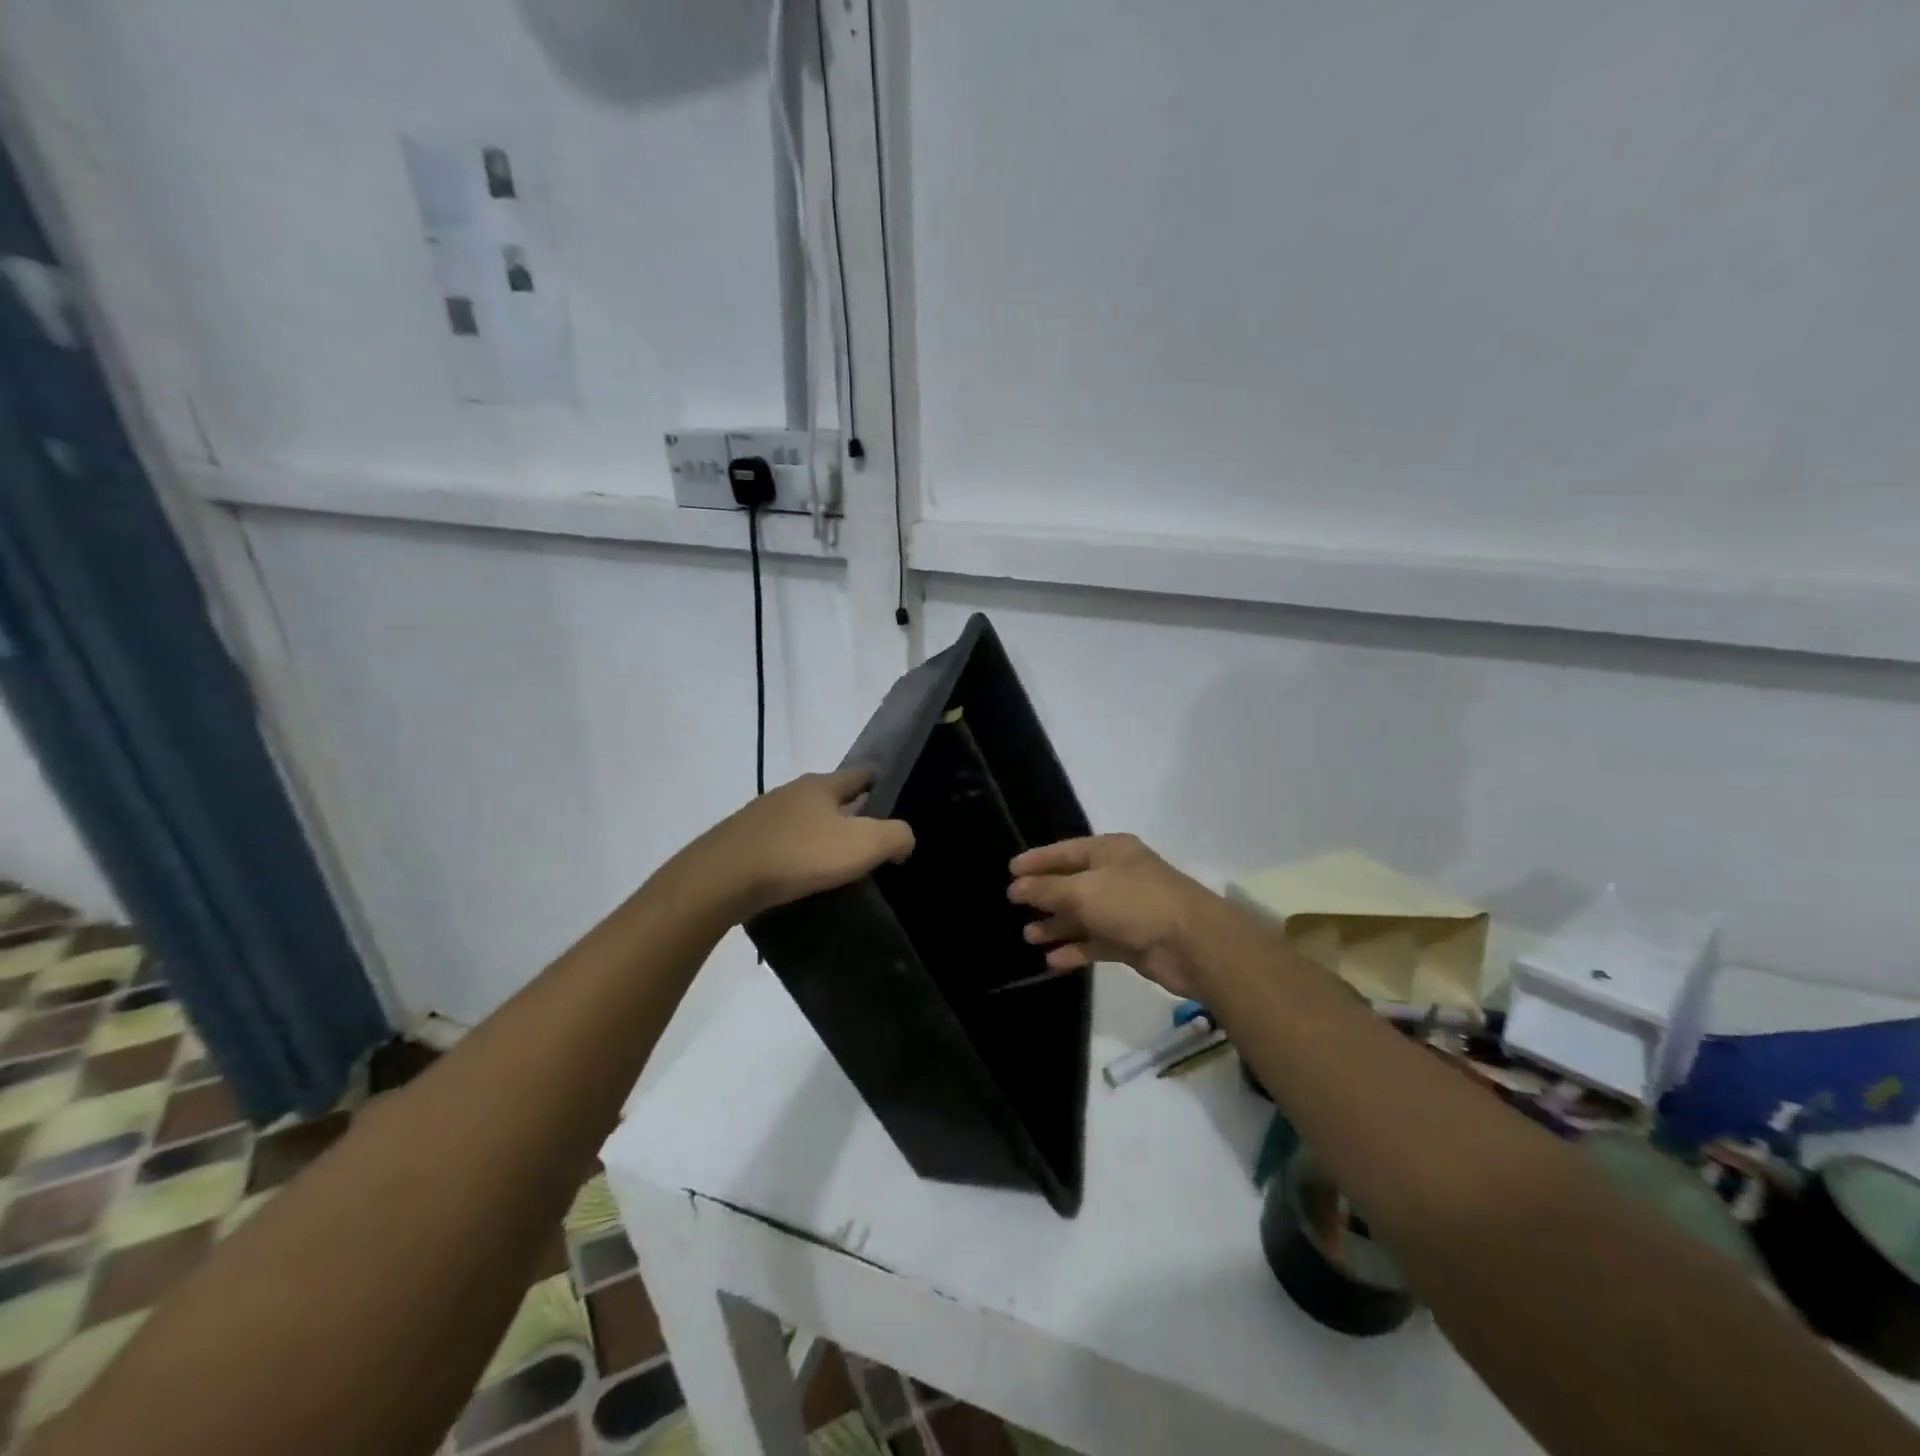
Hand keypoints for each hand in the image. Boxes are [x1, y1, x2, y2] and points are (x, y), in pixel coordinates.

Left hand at [683, 768, 913, 921]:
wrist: (723, 878)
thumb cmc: (800, 854)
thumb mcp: (863, 844)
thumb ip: (895, 836)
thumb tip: (904, 840)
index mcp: (822, 785)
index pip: (860, 774)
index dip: (879, 783)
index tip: (894, 800)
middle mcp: (791, 791)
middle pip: (830, 797)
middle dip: (849, 813)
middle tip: (869, 840)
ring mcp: (763, 816)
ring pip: (803, 821)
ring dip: (819, 836)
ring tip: (835, 863)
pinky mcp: (743, 842)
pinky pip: (780, 844)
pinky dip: (795, 855)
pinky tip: (800, 876)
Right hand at [1008, 834, 1224, 997]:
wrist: (1193, 944)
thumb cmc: (1134, 903)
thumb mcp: (1083, 891)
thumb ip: (1047, 889)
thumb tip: (1016, 886)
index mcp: (1109, 851)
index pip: (1065, 851)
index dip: (1037, 860)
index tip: (1009, 871)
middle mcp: (1117, 876)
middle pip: (1072, 883)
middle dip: (1044, 896)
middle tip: (1014, 906)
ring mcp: (1126, 909)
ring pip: (1083, 915)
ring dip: (1057, 925)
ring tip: (1028, 936)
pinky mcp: (1132, 940)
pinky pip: (1096, 942)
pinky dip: (1075, 949)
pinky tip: (1052, 961)